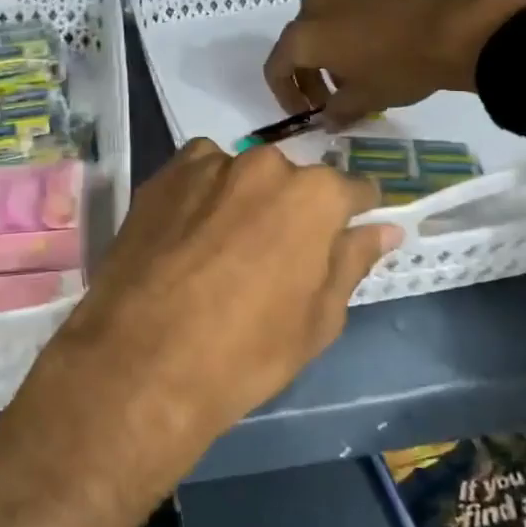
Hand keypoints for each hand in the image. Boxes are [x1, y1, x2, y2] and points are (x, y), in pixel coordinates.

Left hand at [14, 141, 401, 477]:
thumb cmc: (246, 352)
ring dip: (244, 200)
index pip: (352, 190)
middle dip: (292, 210)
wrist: (142, 361)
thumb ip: (352, 261)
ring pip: (242, 175)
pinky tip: (189, 236)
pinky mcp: (162, 176)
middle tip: (274, 257)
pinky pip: (198, 175)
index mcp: (313, 196)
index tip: (345, 234)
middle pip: (292, 181)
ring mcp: (208, 165)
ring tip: (224, 249)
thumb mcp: (318, 319)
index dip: (352, 214)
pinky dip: (202, 195)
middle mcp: (263, 165)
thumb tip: (384, 229)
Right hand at [263, 0, 525, 127]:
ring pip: (327, 24)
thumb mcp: (365, 99)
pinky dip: (356, 32)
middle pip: (299, 43)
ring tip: (359, 76)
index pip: (276, 68)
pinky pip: (354, 11)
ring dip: (332, 52)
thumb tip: (327, 119)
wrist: (459, 26)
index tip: (304, 113)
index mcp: (304, 36)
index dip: (285, 95)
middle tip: (331, 101)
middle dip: (310, 75)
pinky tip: (384, 50)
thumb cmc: (400, 68)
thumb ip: (337, 111)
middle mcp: (317, 7)